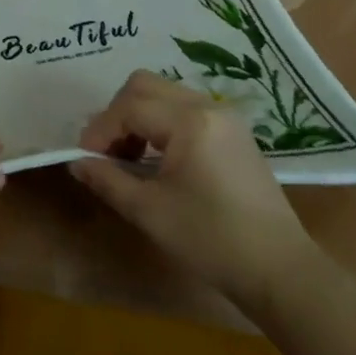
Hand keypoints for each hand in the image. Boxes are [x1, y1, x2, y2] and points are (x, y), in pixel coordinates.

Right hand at [71, 70, 313, 310]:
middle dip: (117, 114)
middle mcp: (207, 106)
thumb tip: (77, 162)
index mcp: (189, 121)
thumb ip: (108, 180)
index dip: (100, 130)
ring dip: (138, 116)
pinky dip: (161, 123)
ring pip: (164, 93)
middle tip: (106, 153)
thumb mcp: (150, 212)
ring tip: (128, 158)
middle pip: (144, 85)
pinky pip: (184, 108)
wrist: (279, 269)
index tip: (85, 160)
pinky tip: (157, 159)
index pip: (129, 107)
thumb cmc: (211, 240)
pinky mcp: (233, 131)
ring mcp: (224, 116)